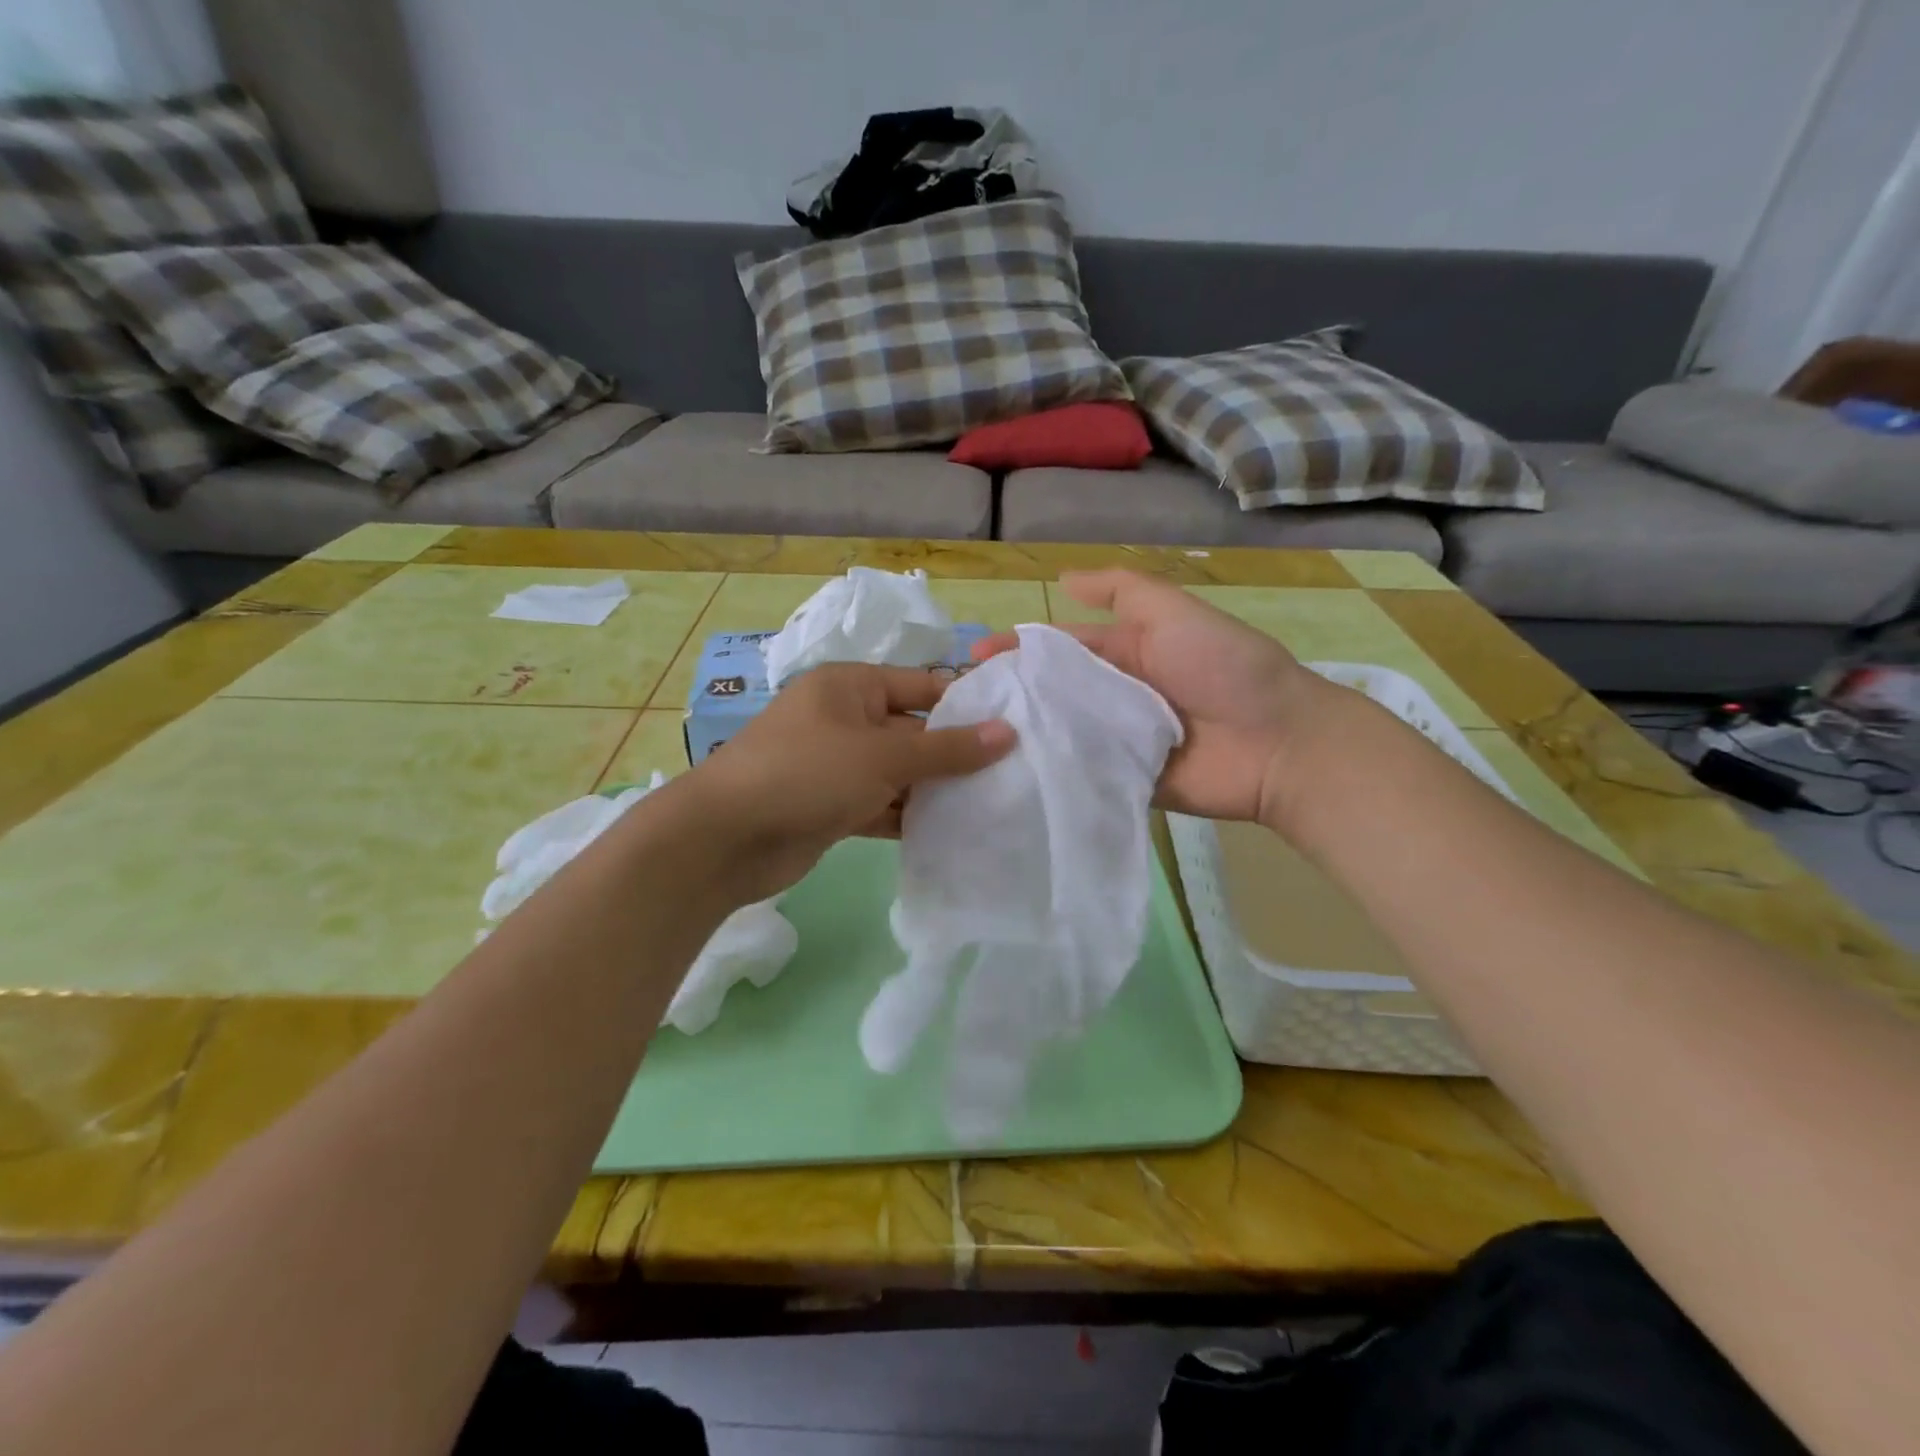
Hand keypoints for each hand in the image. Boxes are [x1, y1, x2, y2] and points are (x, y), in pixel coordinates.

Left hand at [674, 663, 1014, 903]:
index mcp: (851, 687)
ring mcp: (837, 765)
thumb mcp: (883, 755)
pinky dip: (909, 816)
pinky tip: (950, 832)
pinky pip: (881, 805)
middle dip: (955, 754)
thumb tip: (1008, 733)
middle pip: (914, 732)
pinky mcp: (832, 806)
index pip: (923, 687)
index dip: (967, 705)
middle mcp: (845, 720)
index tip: (1014, 727)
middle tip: (1011, 774)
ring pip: (899, 773)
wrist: (725, 839)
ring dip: (935, 789)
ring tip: (992, 805)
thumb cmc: (807, 773)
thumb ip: (947, 748)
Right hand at [974, 570, 1338, 823]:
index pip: (1060, 648)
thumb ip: (1123, 592)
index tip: (974, 659)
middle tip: (962, 706)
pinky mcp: (1124, 784)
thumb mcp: (1174, 613)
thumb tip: (1063, 578)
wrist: (1278, 744)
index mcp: (1126, 653)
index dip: (1019, 649)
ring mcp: (1118, 743)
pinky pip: (1082, 776)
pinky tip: (1007, 779)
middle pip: (1055, 693)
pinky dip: (1052, 775)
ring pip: (1062, 735)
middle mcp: (1116, 696)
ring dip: (1025, 736)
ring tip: (972, 744)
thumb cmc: (1225, 668)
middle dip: (1013, 695)